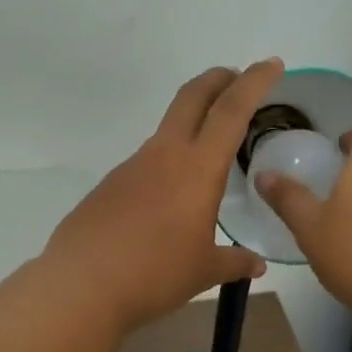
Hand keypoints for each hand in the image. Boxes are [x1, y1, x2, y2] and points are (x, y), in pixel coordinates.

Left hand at [43, 60, 280, 332]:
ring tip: (208, 151)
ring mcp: (131, 166)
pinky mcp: (109, 184)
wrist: (81, 287)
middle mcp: (163, 155)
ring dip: (191, 123)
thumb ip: (234, 262)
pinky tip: (167, 199)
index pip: (231, 111)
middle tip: (236, 77)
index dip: (254, 82)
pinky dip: (166, 162)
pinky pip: (146, 162)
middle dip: (217, 79)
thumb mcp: (203, 272)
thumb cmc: (154, 275)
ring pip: (167, 130)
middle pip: (192, 97)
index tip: (271, 65)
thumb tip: (256, 264)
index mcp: (197, 169)